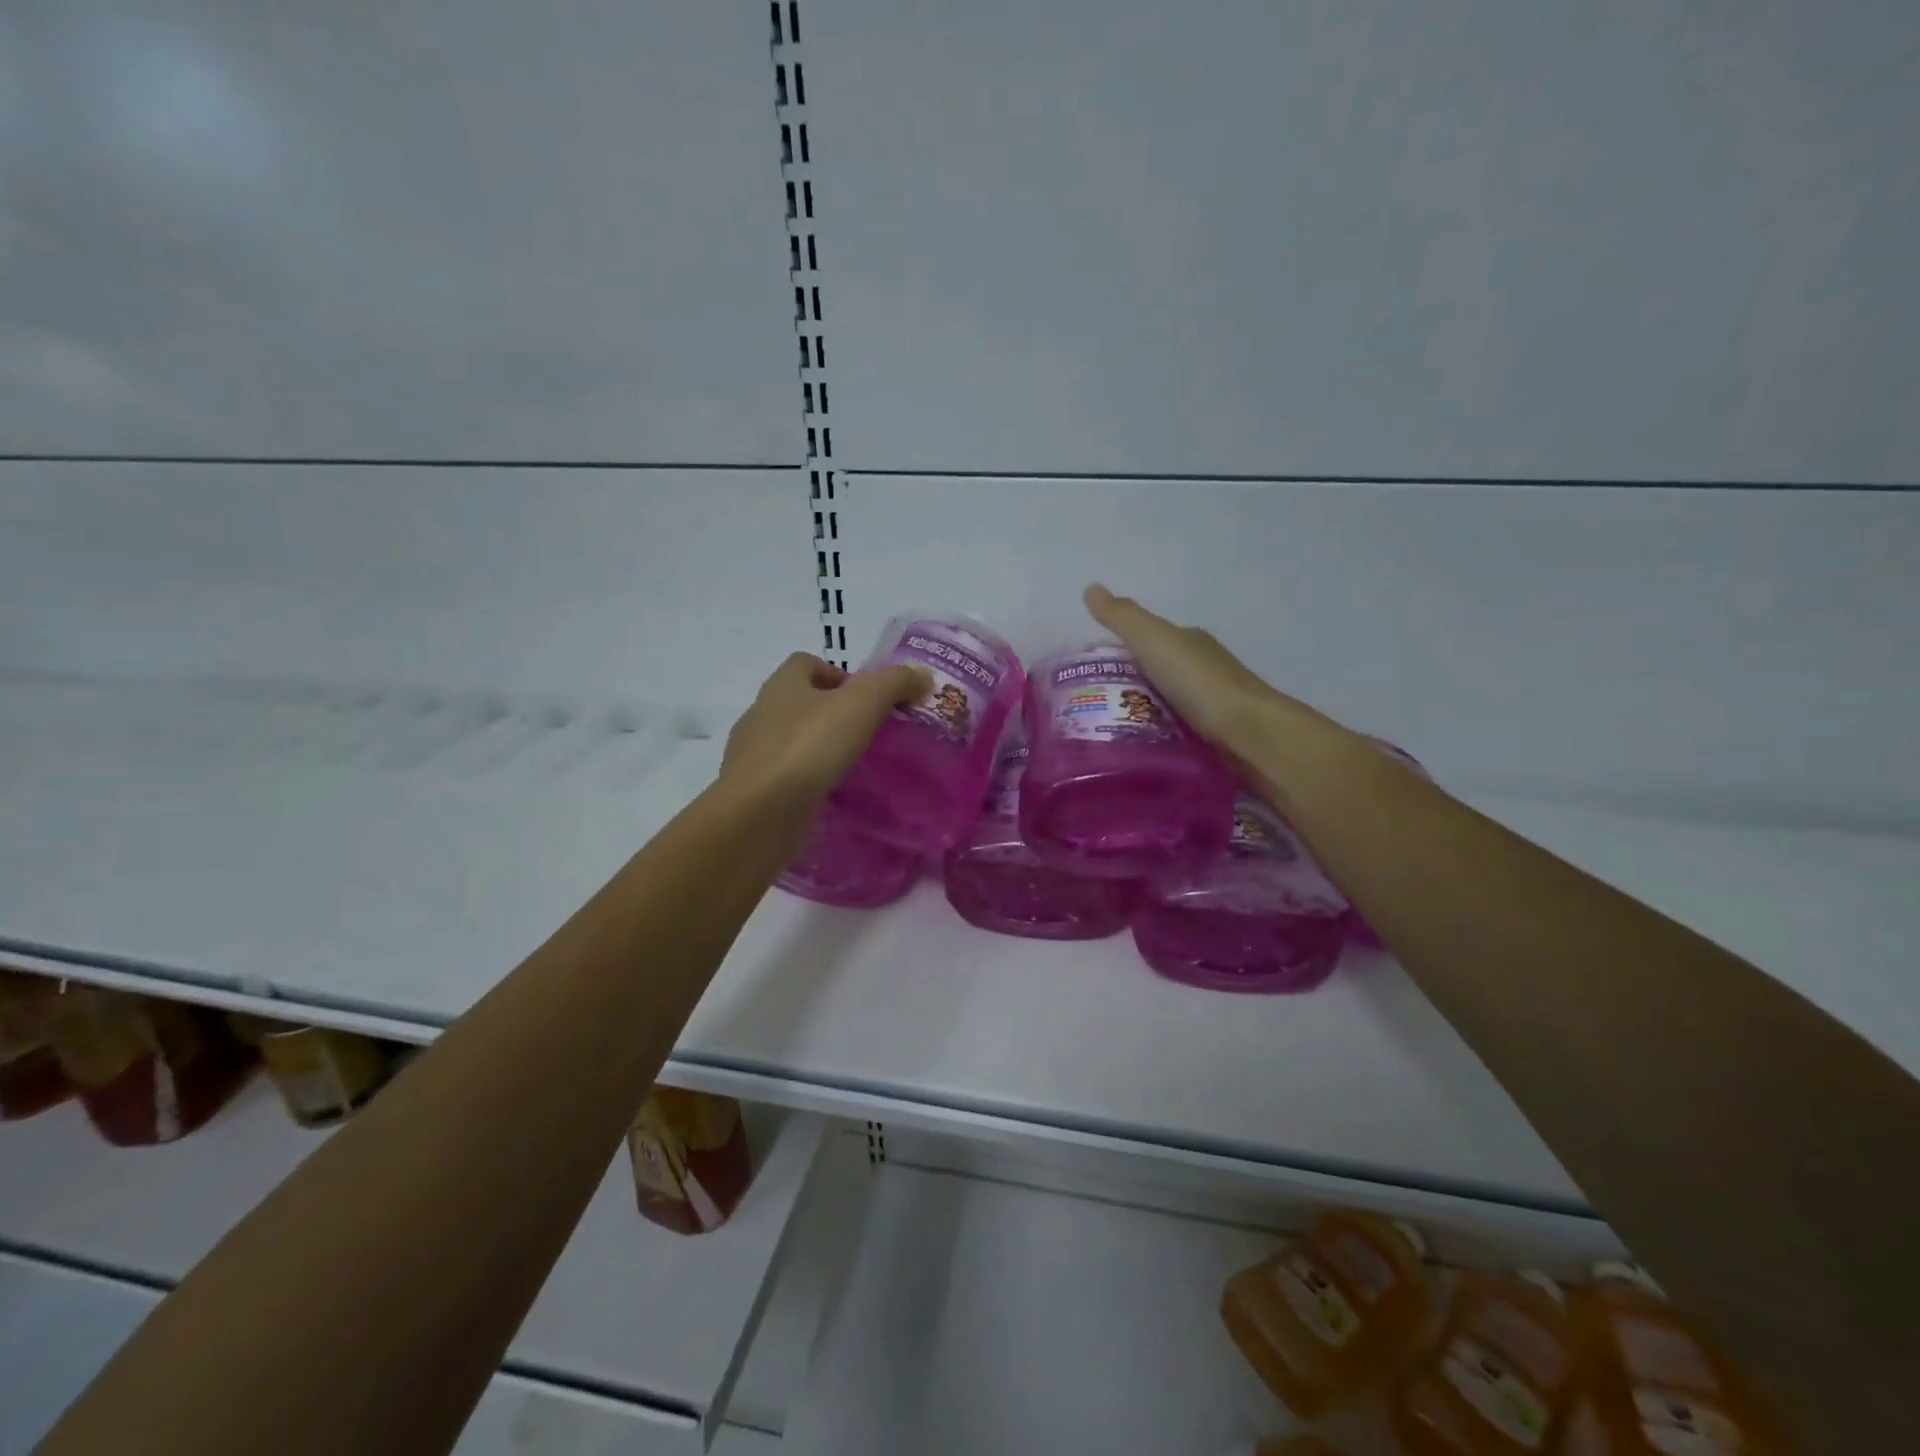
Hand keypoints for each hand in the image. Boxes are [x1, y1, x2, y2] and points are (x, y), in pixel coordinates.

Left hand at [721, 652, 930, 805]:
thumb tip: (922, 675)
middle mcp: (761, 714)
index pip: (805, 663)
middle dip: (830, 713)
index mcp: (782, 685)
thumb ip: (894, 683)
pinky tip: (828, 795)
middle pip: (798, 702)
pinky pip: (784, 777)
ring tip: (850, 767)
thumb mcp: (862, 704)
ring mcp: (752, 755)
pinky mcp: (753, 792)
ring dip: (817, 748)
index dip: (836, 673)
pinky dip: (805, 781)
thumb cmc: (809, 747)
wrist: (759, 814)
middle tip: (866, 734)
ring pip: (790, 741)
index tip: (865, 699)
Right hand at [1083, 583, 1343, 774]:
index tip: (1089, 672)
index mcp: (1188, 641)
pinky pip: (1175, 731)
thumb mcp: (1154, 642)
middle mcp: (1201, 668)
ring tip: (1105, 732)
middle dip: (1125, 686)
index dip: (1118, 650)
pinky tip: (1137, 748)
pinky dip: (1156, 735)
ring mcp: (1210, 703)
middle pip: (1155, 673)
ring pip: (1164, 704)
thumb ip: (1122, 618)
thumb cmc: (1200, 683)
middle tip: (1088, 707)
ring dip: (1140, 713)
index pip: (1147, 639)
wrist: (1250, 734)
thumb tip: (1090, 587)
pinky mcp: (1214, 736)